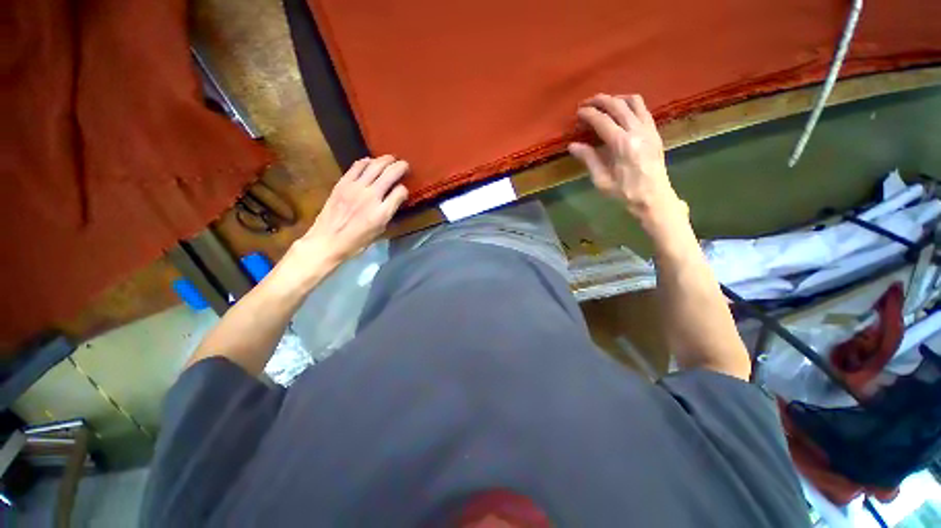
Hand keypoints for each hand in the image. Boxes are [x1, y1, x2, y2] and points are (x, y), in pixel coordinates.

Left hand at [290, 155, 408, 268]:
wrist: (327, 241)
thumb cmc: (356, 242)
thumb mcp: (379, 231)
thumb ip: (388, 212)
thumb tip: (393, 199)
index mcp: (382, 213)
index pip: (400, 192)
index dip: (404, 189)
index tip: (404, 190)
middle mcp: (371, 197)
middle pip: (390, 174)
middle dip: (400, 167)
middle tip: (404, 164)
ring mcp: (355, 188)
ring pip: (375, 166)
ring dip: (385, 160)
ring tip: (391, 158)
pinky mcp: (342, 183)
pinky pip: (357, 166)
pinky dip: (367, 161)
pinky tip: (371, 161)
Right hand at [568, 94, 684, 222]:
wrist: (653, 197)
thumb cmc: (624, 192)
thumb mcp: (601, 180)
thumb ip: (588, 159)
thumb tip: (573, 145)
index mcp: (621, 144)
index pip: (602, 120)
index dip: (588, 114)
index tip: (578, 112)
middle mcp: (637, 131)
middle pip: (618, 105)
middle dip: (601, 100)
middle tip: (587, 103)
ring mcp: (649, 129)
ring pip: (634, 101)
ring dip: (617, 98)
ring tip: (605, 104)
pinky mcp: (655, 132)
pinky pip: (643, 110)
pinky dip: (631, 105)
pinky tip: (622, 112)